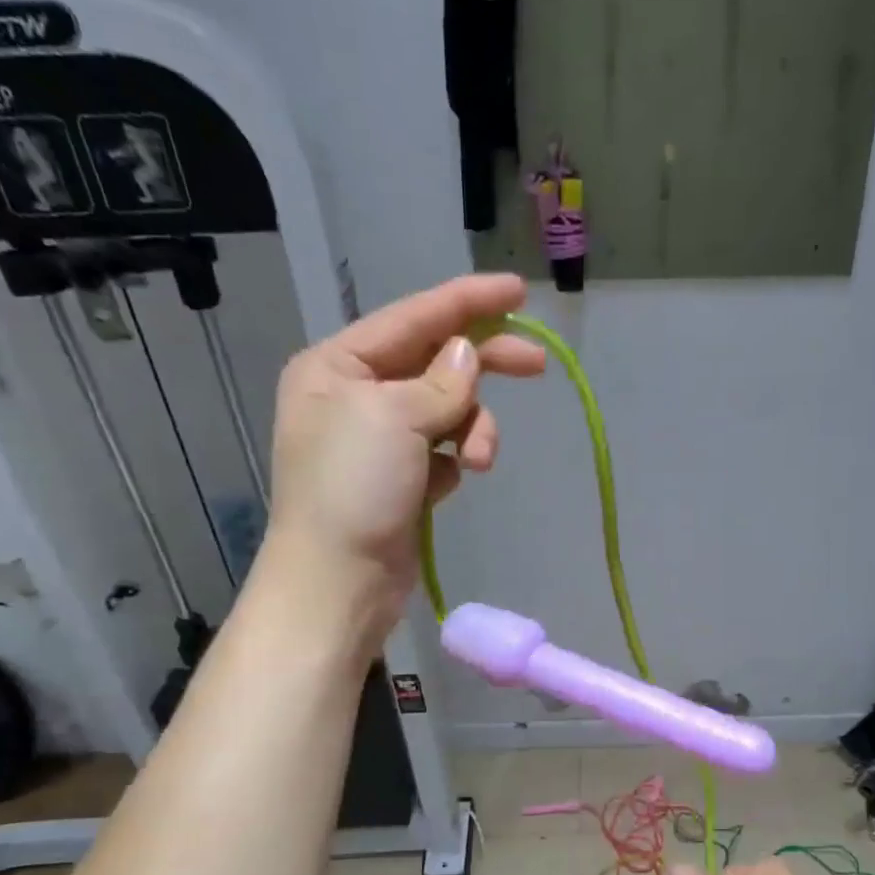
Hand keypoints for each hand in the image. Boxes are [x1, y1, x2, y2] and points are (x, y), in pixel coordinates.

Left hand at [259, 274, 545, 645]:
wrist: (338, 582)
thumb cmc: (352, 489)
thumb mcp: (394, 419)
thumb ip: (440, 382)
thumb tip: (467, 356)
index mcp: (337, 366)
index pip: (412, 318)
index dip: (467, 301)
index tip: (518, 291)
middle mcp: (355, 397)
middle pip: (435, 363)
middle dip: (483, 366)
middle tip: (537, 364)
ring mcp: (379, 442)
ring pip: (447, 412)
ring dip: (472, 430)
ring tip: (476, 462)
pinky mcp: (401, 481)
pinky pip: (444, 451)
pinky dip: (456, 459)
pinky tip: (451, 482)